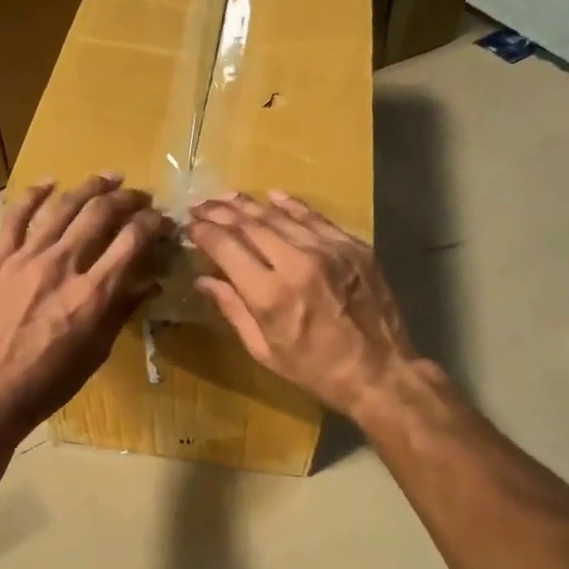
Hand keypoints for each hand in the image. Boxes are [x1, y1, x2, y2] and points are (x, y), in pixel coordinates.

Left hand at [0, 176, 167, 434]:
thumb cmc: (51, 380)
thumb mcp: (97, 350)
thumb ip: (122, 310)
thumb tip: (150, 282)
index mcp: (94, 292)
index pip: (132, 240)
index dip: (152, 223)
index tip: (162, 219)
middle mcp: (64, 265)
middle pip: (101, 214)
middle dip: (127, 198)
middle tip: (140, 196)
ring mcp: (28, 258)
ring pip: (63, 207)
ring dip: (90, 187)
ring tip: (108, 177)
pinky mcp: (0, 260)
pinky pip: (16, 217)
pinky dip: (33, 194)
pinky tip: (49, 181)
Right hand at [187, 191, 422, 419]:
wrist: (379, 371)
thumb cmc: (314, 370)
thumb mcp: (264, 350)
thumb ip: (233, 308)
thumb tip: (204, 280)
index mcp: (270, 294)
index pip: (226, 247)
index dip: (203, 232)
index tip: (190, 225)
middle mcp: (297, 263)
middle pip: (249, 225)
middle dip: (220, 212)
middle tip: (200, 204)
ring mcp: (329, 250)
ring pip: (280, 216)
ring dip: (249, 204)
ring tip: (228, 197)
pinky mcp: (353, 247)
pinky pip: (315, 218)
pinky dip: (291, 205)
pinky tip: (273, 196)